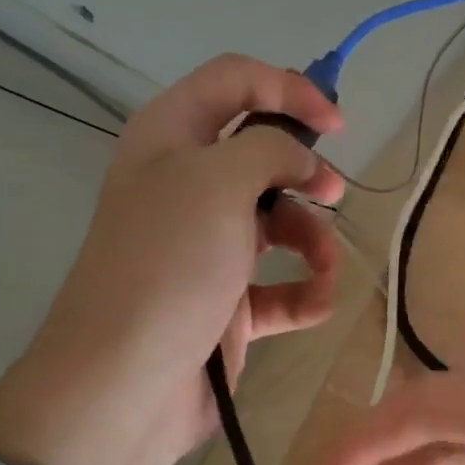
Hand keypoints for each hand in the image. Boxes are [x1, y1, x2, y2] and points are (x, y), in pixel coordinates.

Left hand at [0, 55, 344, 464]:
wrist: (127, 382)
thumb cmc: (170, 263)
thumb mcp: (218, 181)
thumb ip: (271, 148)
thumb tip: (301, 159)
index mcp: (171, 139)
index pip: (234, 82)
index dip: (289, 88)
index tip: (338, 123)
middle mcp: (187, 188)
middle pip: (261, 156)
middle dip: (305, 172)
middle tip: (333, 193)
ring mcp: (207, 250)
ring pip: (278, 224)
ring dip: (313, 239)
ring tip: (325, 265)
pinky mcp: (227, 305)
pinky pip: (279, 288)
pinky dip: (303, 292)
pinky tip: (316, 303)